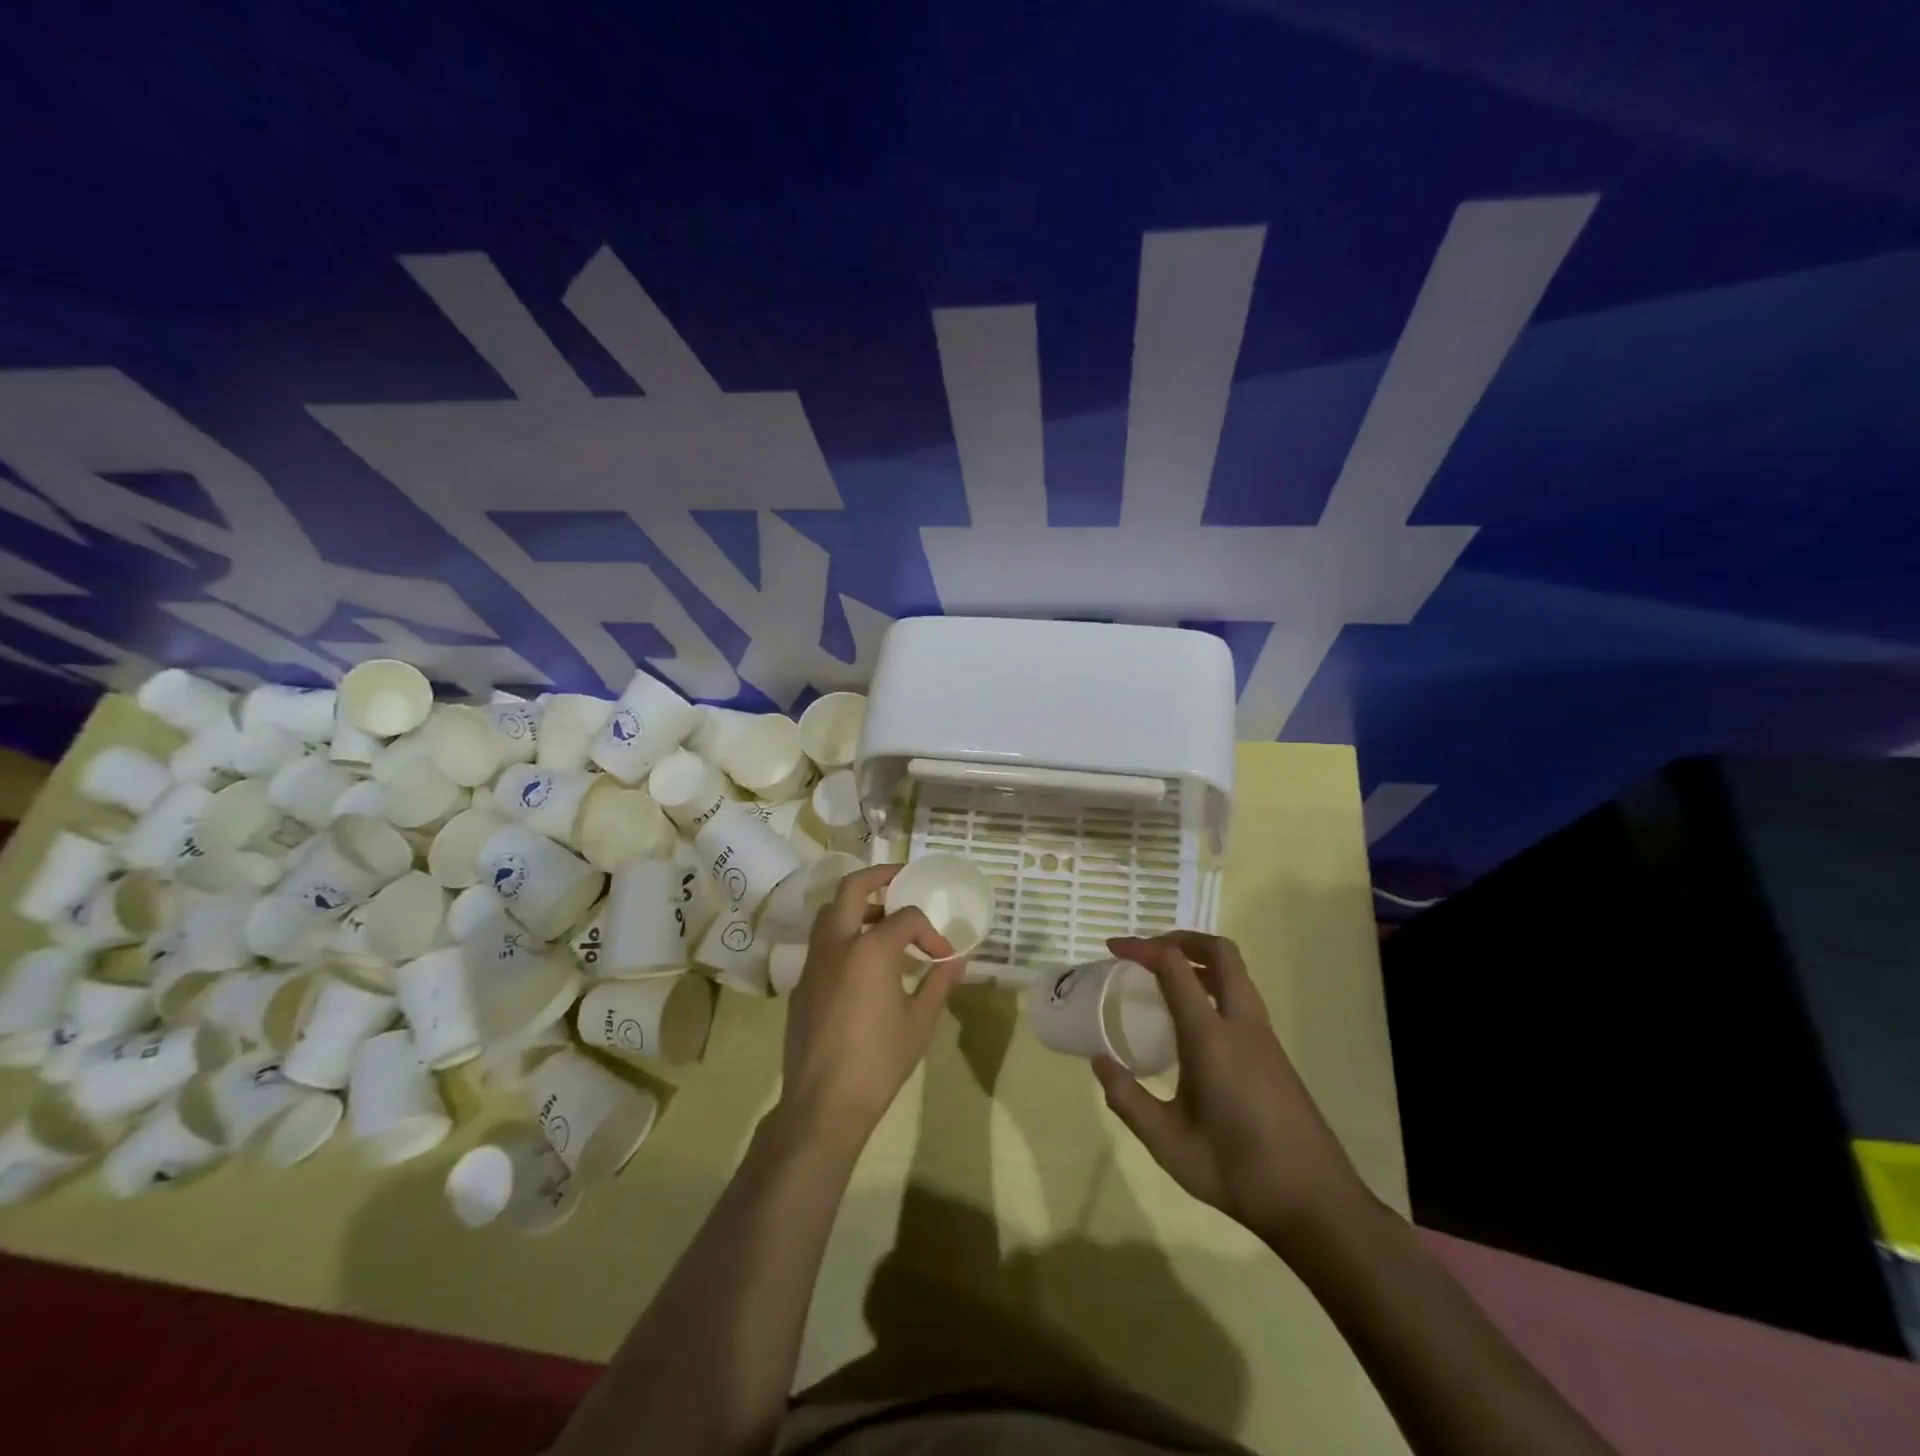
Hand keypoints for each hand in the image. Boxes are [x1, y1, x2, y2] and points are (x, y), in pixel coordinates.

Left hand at [778, 864, 965, 1150]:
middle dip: (879, 876)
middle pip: (852, 888)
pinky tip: (862, 964)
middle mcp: (837, 943)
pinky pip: (822, 943)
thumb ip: (938, 983)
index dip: (930, 932)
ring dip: (857, 905)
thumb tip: (957, 960)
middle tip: (901, 880)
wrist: (823, 1104)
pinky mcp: (801, 983)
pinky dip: (843, 935)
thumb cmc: (879, 1062)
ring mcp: (813, 962)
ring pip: (830, 912)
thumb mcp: (920, 1022)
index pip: (906, 918)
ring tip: (883, 920)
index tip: (943, 956)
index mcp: (870, 949)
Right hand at [1095, 932, 1371, 1250]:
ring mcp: (1264, 1037)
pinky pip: (1242, 997)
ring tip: (1165, 979)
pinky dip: (1214, 985)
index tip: (1113, 949)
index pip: (1175, 967)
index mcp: (1211, 1037)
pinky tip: (1193, 1020)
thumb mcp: (1168, 1143)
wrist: (1316, 1204)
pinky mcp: (1275, 1053)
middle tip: (1147, 953)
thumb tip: (1099, 1062)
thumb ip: (1128, 1100)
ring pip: (1236, 973)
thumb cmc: (1237, 1171)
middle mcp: (1242, 1024)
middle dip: (1181, 939)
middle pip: (1220, 952)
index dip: (1142, 948)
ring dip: (1200, 960)